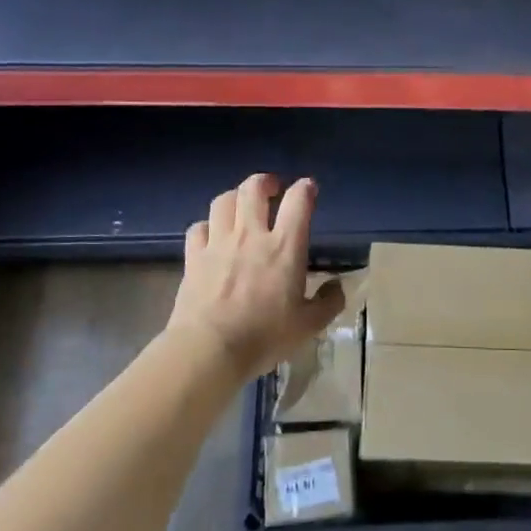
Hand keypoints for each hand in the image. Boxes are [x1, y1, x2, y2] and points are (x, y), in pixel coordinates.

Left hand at [167, 174, 345, 382]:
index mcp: (285, 247)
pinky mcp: (193, 257)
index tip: (309, 189)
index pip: (298, 201)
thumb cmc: (265, 336)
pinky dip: (207, 226)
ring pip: (223, 201)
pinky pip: (198, 228)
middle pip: (254, 189)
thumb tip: (337, 286)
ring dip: (235, 197)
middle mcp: (251, 235)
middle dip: (265, 182)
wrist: (209, 349)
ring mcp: (218, 243)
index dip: (305, 188)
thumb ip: (328, 302)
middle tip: (272, 188)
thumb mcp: (309, 326)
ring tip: (241, 206)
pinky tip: (212, 235)